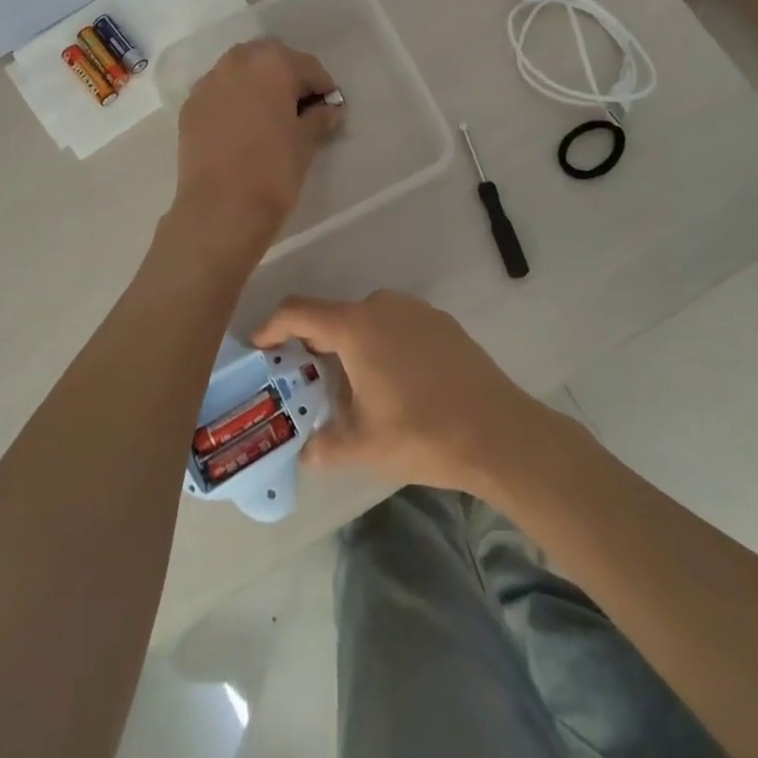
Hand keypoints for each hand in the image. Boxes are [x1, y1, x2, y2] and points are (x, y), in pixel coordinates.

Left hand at [170, 38, 342, 263]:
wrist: (220, 209)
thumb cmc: (273, 171)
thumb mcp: (305, 143)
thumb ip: (318, 119)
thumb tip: (327, 111)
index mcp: (272, 64)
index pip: (306, 65)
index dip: (322, 86)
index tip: (329, 106)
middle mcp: (237, 62)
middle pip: (269, 57)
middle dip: (286, 74)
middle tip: (298, 105)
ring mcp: (208, 83)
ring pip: (239, 70)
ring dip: (257, 82)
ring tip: (268, 113)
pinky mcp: (190, 106)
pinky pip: (218, 91)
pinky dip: (233, 98)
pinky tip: (242, 125)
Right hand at [252, 291, 553, 496]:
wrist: (497, 430)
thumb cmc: (421, 432)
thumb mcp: (363, 445)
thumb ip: (325, 444)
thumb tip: (306, 451)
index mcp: (355, 326)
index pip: (298, 311)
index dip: (272, 326)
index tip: (260, 348)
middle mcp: (382, 305)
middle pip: (334, 316)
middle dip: (314, 345)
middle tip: (307, 381)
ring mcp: (415, 310)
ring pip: (367, 321)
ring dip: (352, 346)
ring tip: (354, 389)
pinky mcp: (441, 322)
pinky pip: (397, 326)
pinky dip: (384, 345)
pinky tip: (397, 384)